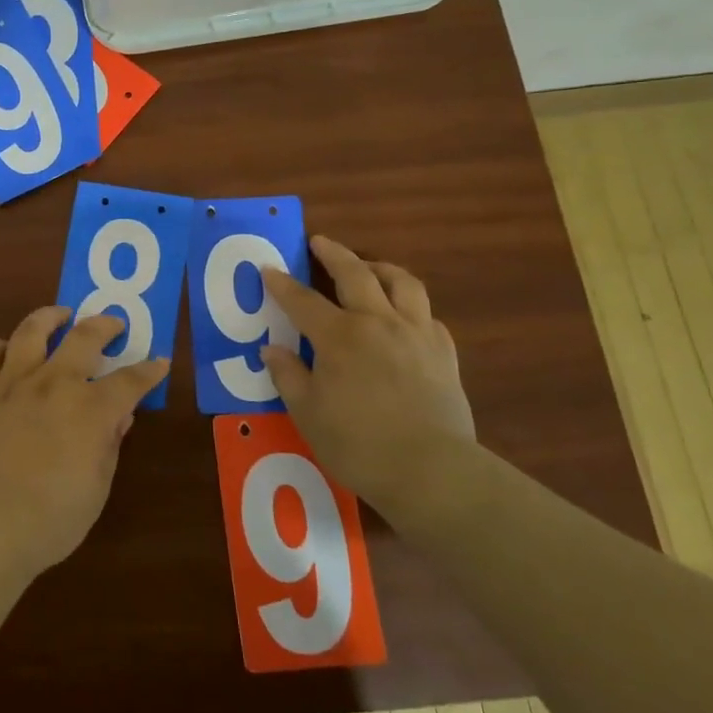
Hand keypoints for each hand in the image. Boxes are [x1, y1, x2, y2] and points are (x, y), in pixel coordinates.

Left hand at [0, 307, 169, 581]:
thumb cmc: (53, 517)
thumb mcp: (97, 487)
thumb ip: (109, 445)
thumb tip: (119, 418)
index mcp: (91, 408)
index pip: (130, 381)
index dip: (149, 371)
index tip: (159, 362)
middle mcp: (54, 383)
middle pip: (84, 337)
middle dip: (105, 325)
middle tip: (113, 323)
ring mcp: (13, 384)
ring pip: (31, 331)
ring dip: (49, 317)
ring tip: (59, 315)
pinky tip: (4, 350)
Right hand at [260, 236, 474, 505]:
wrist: (432, 470)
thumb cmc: (358, 443)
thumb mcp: (308, 412)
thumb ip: (288, 375)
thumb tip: (271, 349)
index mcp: (339, 336)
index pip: (302, 300)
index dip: (282, 283)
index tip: (268, 268)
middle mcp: (378, 322)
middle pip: (355, 274)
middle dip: (334, 254)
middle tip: (320, 241)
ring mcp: (416, 333)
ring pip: (402, 283)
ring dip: (380, 267)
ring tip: (368, 266)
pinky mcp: (443, 353)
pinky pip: (427, 315)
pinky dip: (410, 306)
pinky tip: (404, 315)